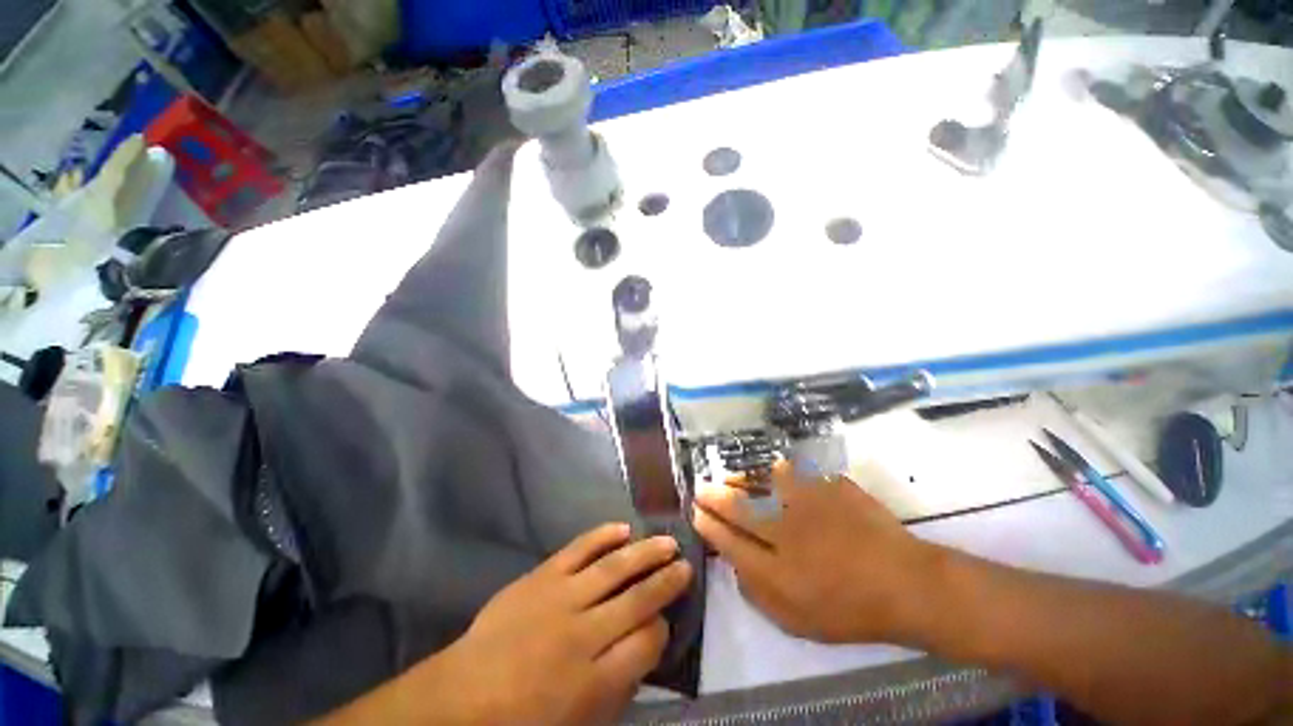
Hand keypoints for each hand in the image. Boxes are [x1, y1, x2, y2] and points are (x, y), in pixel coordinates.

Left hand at [428, 524, 691, 724]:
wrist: (462, 697)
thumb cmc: (522, 721)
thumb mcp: (578, 723)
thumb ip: (617, 688)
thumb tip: (644, 649)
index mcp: (593, 680)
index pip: (646, 643)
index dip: (662, 629)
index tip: (666, 620)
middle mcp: (583, 633)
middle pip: (637, 599)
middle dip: (666, 582)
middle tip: (686, 565)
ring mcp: (562, 597)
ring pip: (614, 567)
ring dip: (645, 552)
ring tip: (668, 542)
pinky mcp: (543, 575)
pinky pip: (579, 549)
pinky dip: (603, 536)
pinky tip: (623, 529)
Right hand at [693, 460, 935, 643]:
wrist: (907, 583)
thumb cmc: (851, 609)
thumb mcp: (799, 622)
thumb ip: (759, 596)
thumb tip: (734, 566)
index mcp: (779, 570)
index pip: (728, 541)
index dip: (708, 525)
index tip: (695, 513)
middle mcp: (788, 531)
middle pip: (738, 507)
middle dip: (713, 496)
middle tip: (700, 489)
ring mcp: (810, 504)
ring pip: (762, 482)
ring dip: (740, 478)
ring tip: (729, 478)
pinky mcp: (828, 486)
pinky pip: (794, 471)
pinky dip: (775, 470)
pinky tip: (769, 472)